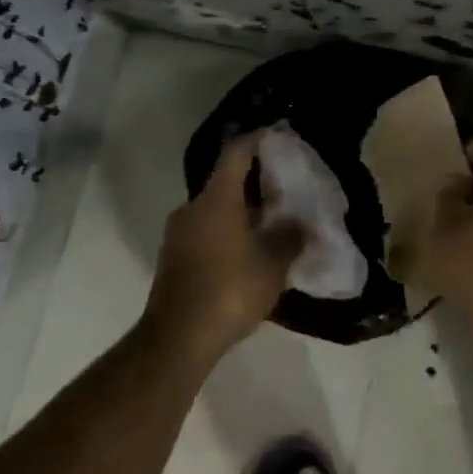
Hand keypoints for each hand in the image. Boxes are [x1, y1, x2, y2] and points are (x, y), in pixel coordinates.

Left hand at [141, 134, 302, 364]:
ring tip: (273, 220)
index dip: (258, 140)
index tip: (278, 135)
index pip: (236, 153)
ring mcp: (179, 233)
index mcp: (216, 198)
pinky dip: (229, 231)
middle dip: (256, 181)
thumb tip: (298, 222)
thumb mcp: (273, 263)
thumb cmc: (230, 290)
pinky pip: (207, 231)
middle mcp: (192, 207)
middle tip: (286, 186)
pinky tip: (250, 249)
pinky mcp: (175, 257)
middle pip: (226, 181)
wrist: (178, 339)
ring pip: (216, 209)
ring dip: (242, 210)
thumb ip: (290, 236)